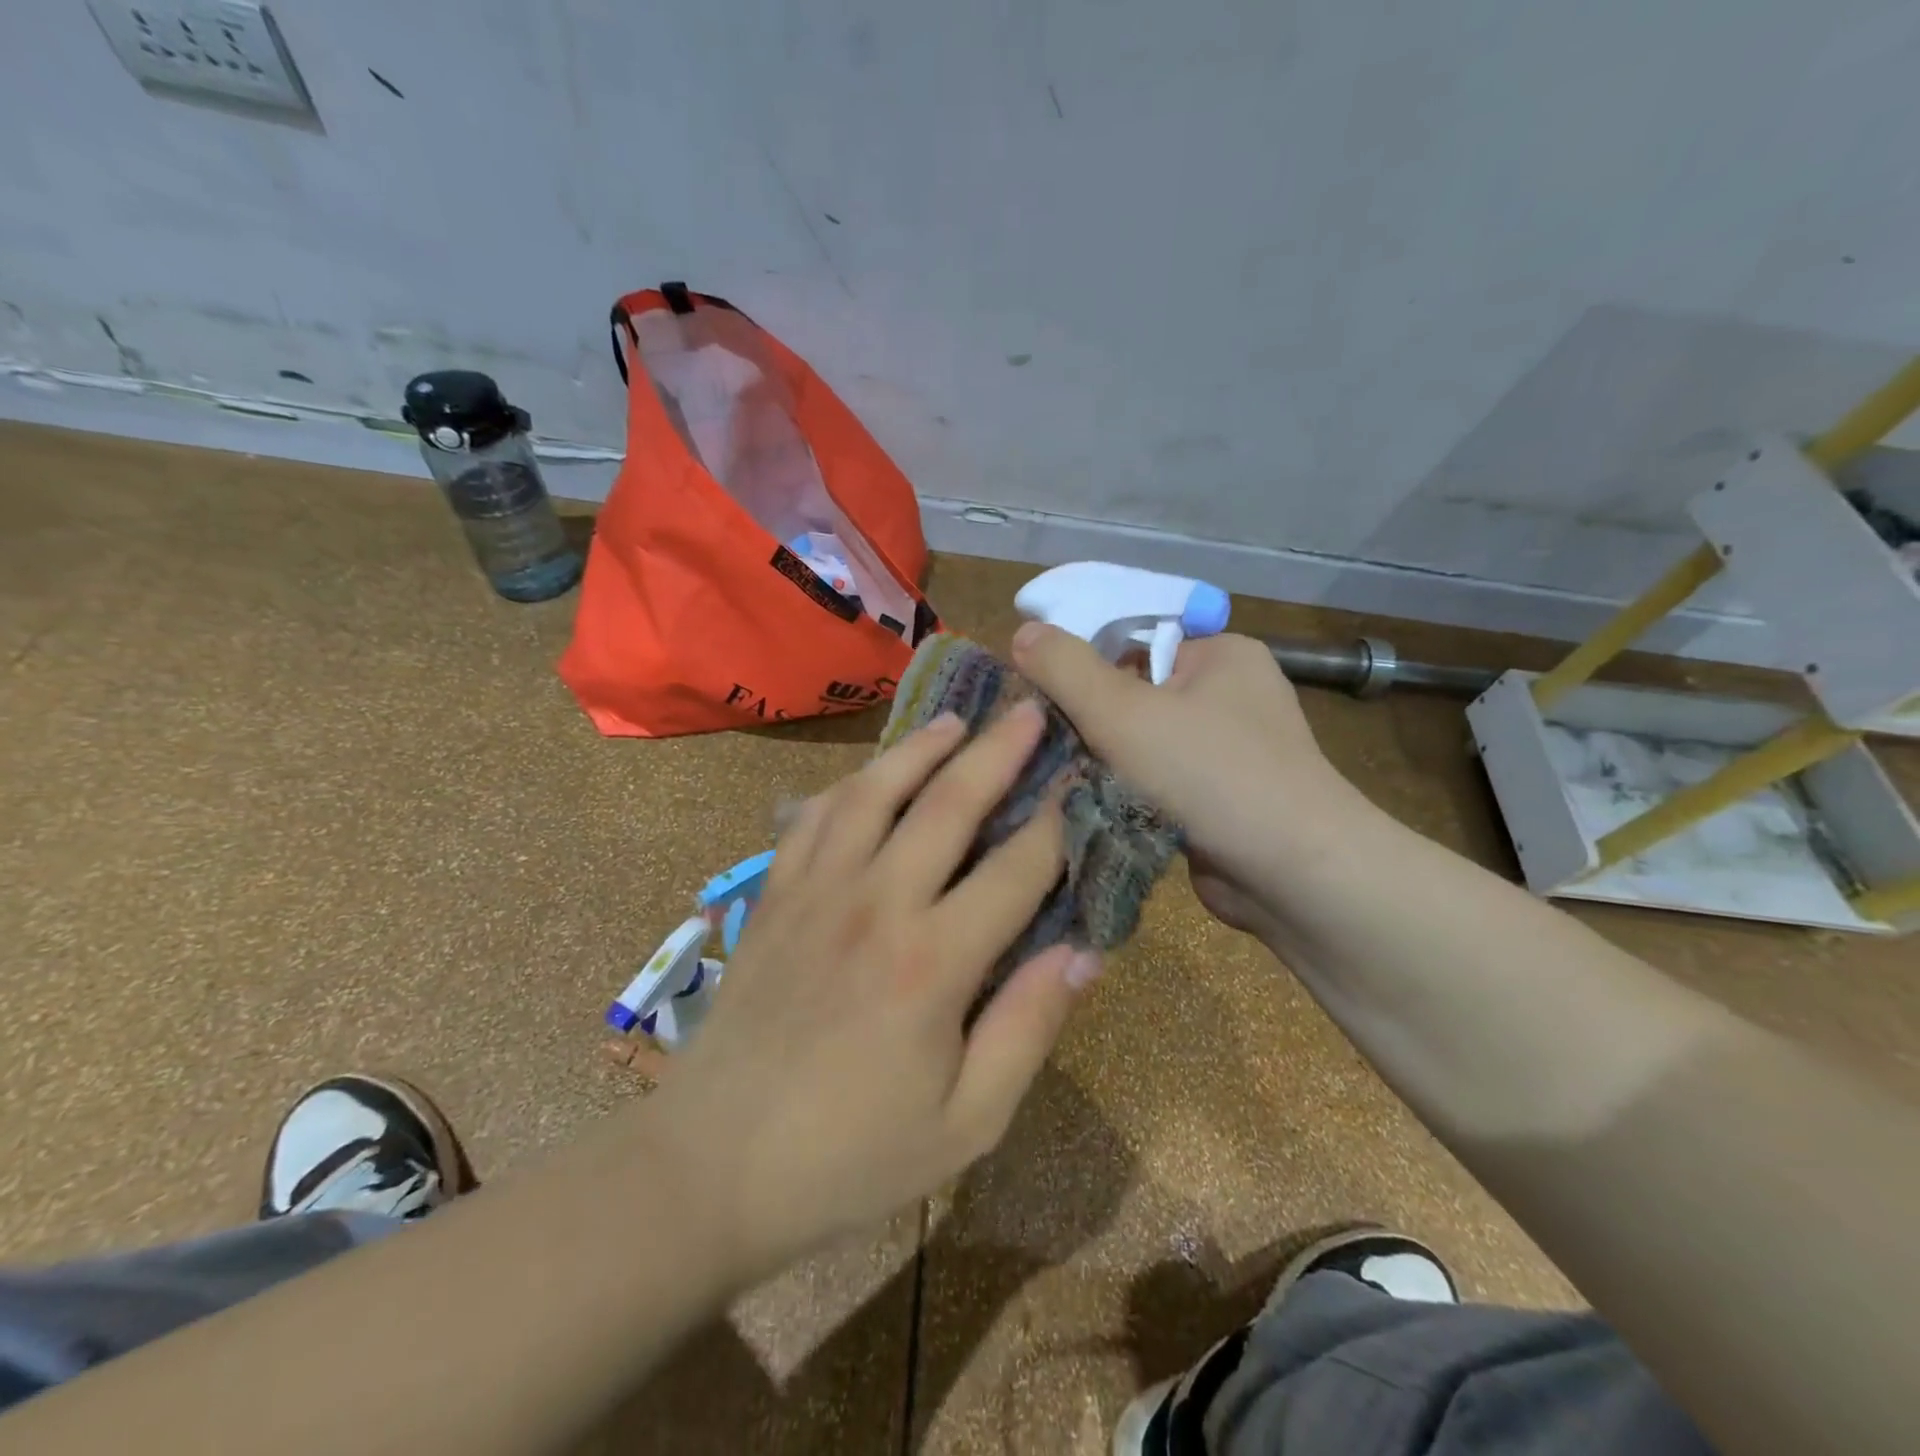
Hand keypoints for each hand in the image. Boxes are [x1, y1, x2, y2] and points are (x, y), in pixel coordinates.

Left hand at [646, 700, 1093, 1280]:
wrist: (711, 1168)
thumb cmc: (850, 1158)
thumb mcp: (966, 1124)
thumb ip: (1029, 1029)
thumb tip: (1084, 951)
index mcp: (933, 962)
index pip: (1017, 869)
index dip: (1059, 820)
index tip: (1085, 779)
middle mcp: (877, 903)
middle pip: (949, 804)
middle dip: (998, 751)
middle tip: (1031, 710)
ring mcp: (817, 891)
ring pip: (875, 792)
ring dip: (920, 748)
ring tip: (955, 720)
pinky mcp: (774, 896)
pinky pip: (814, 818)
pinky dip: (849, 785)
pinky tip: (869, 775)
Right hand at [1010, 623, 1367, 940]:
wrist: (1293, 875)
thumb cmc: (1210, 774)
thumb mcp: (1123, 711)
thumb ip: (1066, 668)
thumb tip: (1023, 631)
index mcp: (1220, 655)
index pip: (1134, 640)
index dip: (1083, 661)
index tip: (1038, 691)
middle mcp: (1229, 695)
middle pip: (1135, 693)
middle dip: (1089, 719)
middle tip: (1040, 738)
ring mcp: (1228, 752)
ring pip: (1142, 743)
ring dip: (1104, 760)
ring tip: (1056, 772)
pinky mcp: (1219, 800)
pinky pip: (1157, 781)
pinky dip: (1126, 791)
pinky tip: (1090, 803)